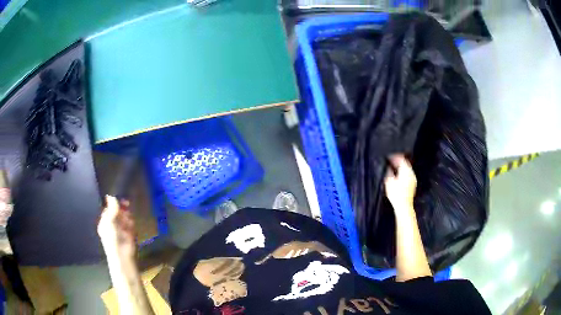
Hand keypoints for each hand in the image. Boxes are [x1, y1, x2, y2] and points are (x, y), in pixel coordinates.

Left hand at [98, 195, 135, 262]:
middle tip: (126, 203)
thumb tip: (110, 195)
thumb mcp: (109, 221)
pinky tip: (131, 224)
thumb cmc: (112, 238)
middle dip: (121, 208)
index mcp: (105, 222)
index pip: (108, 209)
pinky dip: (131, 222)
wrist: (122, 255)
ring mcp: (121, 229)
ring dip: (127, 215)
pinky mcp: (130, 233)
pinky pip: (130, 224)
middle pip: (117, 212)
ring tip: (127, 217)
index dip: (113, 203)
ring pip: (125, 217)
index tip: (118, 198)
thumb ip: (111, 209)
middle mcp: (112, 224)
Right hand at [384, 154, 416, 213]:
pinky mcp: (413, 184)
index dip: (395, 157)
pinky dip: (403, 172)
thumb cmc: (396, 194)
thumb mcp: (389, 182)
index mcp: (406, 171)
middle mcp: (411, 173)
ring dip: (401, 167)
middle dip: (399, 161)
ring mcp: (413, 179)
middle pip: (405, 163)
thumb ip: (389, 172)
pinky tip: (398, 176)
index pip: (401, 159)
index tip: (390, 156)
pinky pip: (408, 174)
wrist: (404, 205)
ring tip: (394, 167)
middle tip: (392, 161)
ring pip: (407, 169)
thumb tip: (389, 167)